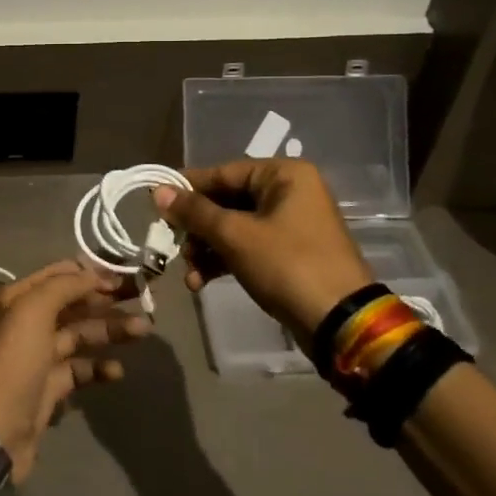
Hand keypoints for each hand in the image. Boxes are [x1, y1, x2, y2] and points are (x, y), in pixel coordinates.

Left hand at [0, 261, 150, 484]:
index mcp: (12, 299)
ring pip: (78, 336)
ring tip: (143, 331)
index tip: (124, 275)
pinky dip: (98, 367)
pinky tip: (117, 371)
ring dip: (109, 331)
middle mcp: (22, 323)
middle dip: (105, 301)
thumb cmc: (10, 363)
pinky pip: (78, 369)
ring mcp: (35, 357)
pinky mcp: (47, 388)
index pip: (56, 276)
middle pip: (71, 305)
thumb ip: (63, 287)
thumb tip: (92, 274)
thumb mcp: (31, 312)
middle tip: (143, 299)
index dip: (89, 273)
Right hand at [154, 160, 373, 344]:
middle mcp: (290, 192)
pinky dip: (224, 260)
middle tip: (172, 246)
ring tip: (188, 274)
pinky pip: (247, 247)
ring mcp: (292, 224)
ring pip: (234, 227)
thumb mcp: (235, 235)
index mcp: (284, 175)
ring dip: (206, 249)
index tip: (155, 203)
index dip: (187, 189)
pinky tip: (201, 282)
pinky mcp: (290, 254)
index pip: (222, 173)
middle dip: (197, 229)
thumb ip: (195, 212)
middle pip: (226, 201)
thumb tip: (157, 192)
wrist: (340, 322)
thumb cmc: (287, 265)